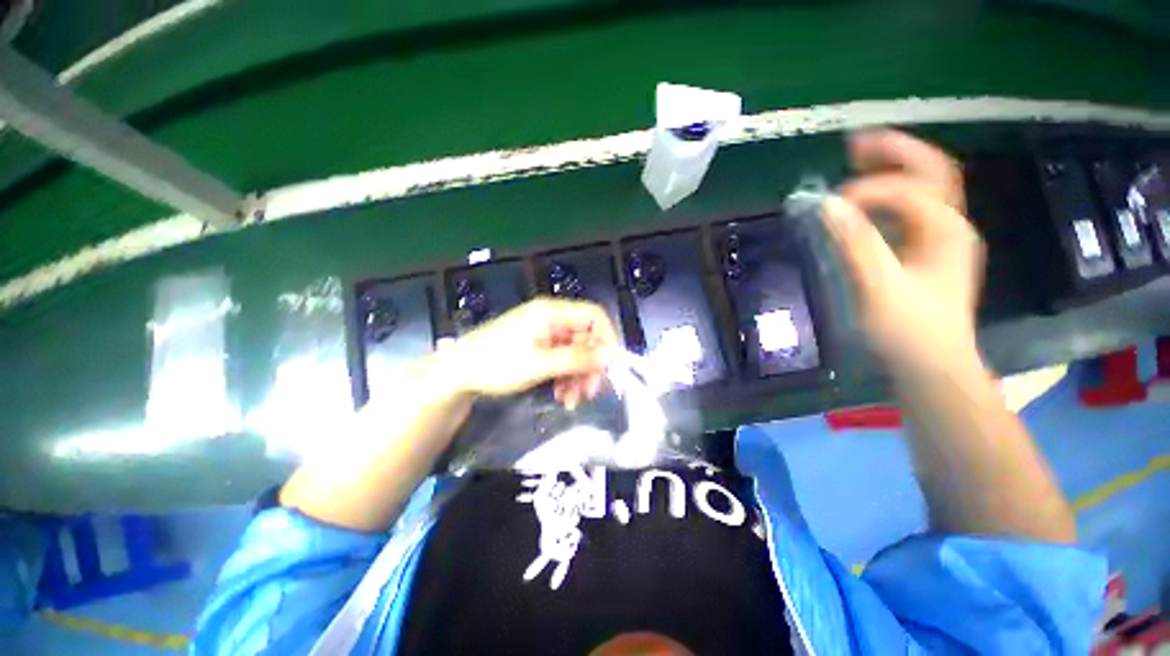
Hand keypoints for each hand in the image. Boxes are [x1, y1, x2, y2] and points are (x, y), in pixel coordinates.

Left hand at [432, 298, 618, 408]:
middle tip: (589, 393)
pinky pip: (562, 359)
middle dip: (590, 366)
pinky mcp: (538, 346)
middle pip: (586, 338)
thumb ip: (578, 358)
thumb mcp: (540, 364)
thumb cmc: (496, 364)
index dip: (607, 339)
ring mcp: (545, 333)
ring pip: (575, 352)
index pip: (594, 316)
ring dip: (578, 376)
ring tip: (571, 401)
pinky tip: (562, 395)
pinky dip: (565, 377)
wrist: (457, 373)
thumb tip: (612, 354)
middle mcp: (551, 319)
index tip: (611, 366)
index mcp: (552, 313)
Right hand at [823, 130, 985, 375]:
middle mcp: (951, 225)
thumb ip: (856, 243)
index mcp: (945, 230)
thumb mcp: (879, 286)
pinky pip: (913, 209)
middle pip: (931, 171)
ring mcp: (943, 238)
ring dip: (895, 168)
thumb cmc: (909, 330)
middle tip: (855, 142)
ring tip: (859, 160)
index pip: (906, 189)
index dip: (868, 189)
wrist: (933, 365)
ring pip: (925, 187)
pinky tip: (868, 201)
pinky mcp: (929, 252)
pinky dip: (891, 195)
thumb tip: (827, 204)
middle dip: (895, 151)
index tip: (829, 205)